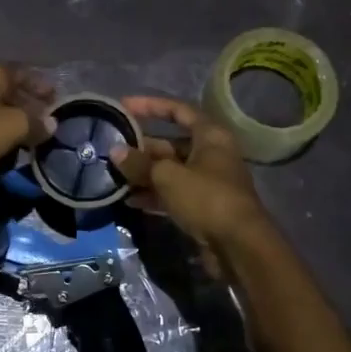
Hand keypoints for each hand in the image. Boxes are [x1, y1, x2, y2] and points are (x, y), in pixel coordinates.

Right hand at [112, 96, 270, 267]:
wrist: (238, 246)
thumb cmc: (206, 198)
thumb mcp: (168, 177)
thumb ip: (140, 163)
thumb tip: (116, 151)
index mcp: (210, 136)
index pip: (178, 110)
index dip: (150, 106)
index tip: (123, 106)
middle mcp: (210, 154)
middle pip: (171, 144)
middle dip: (142, 148)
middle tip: (112, 151)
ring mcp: (207, 182)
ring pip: (170, 171)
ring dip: (144, 174)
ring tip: (115, 177)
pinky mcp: (202, 206)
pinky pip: (173, 194)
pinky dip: (154, 195)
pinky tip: (130, 200)